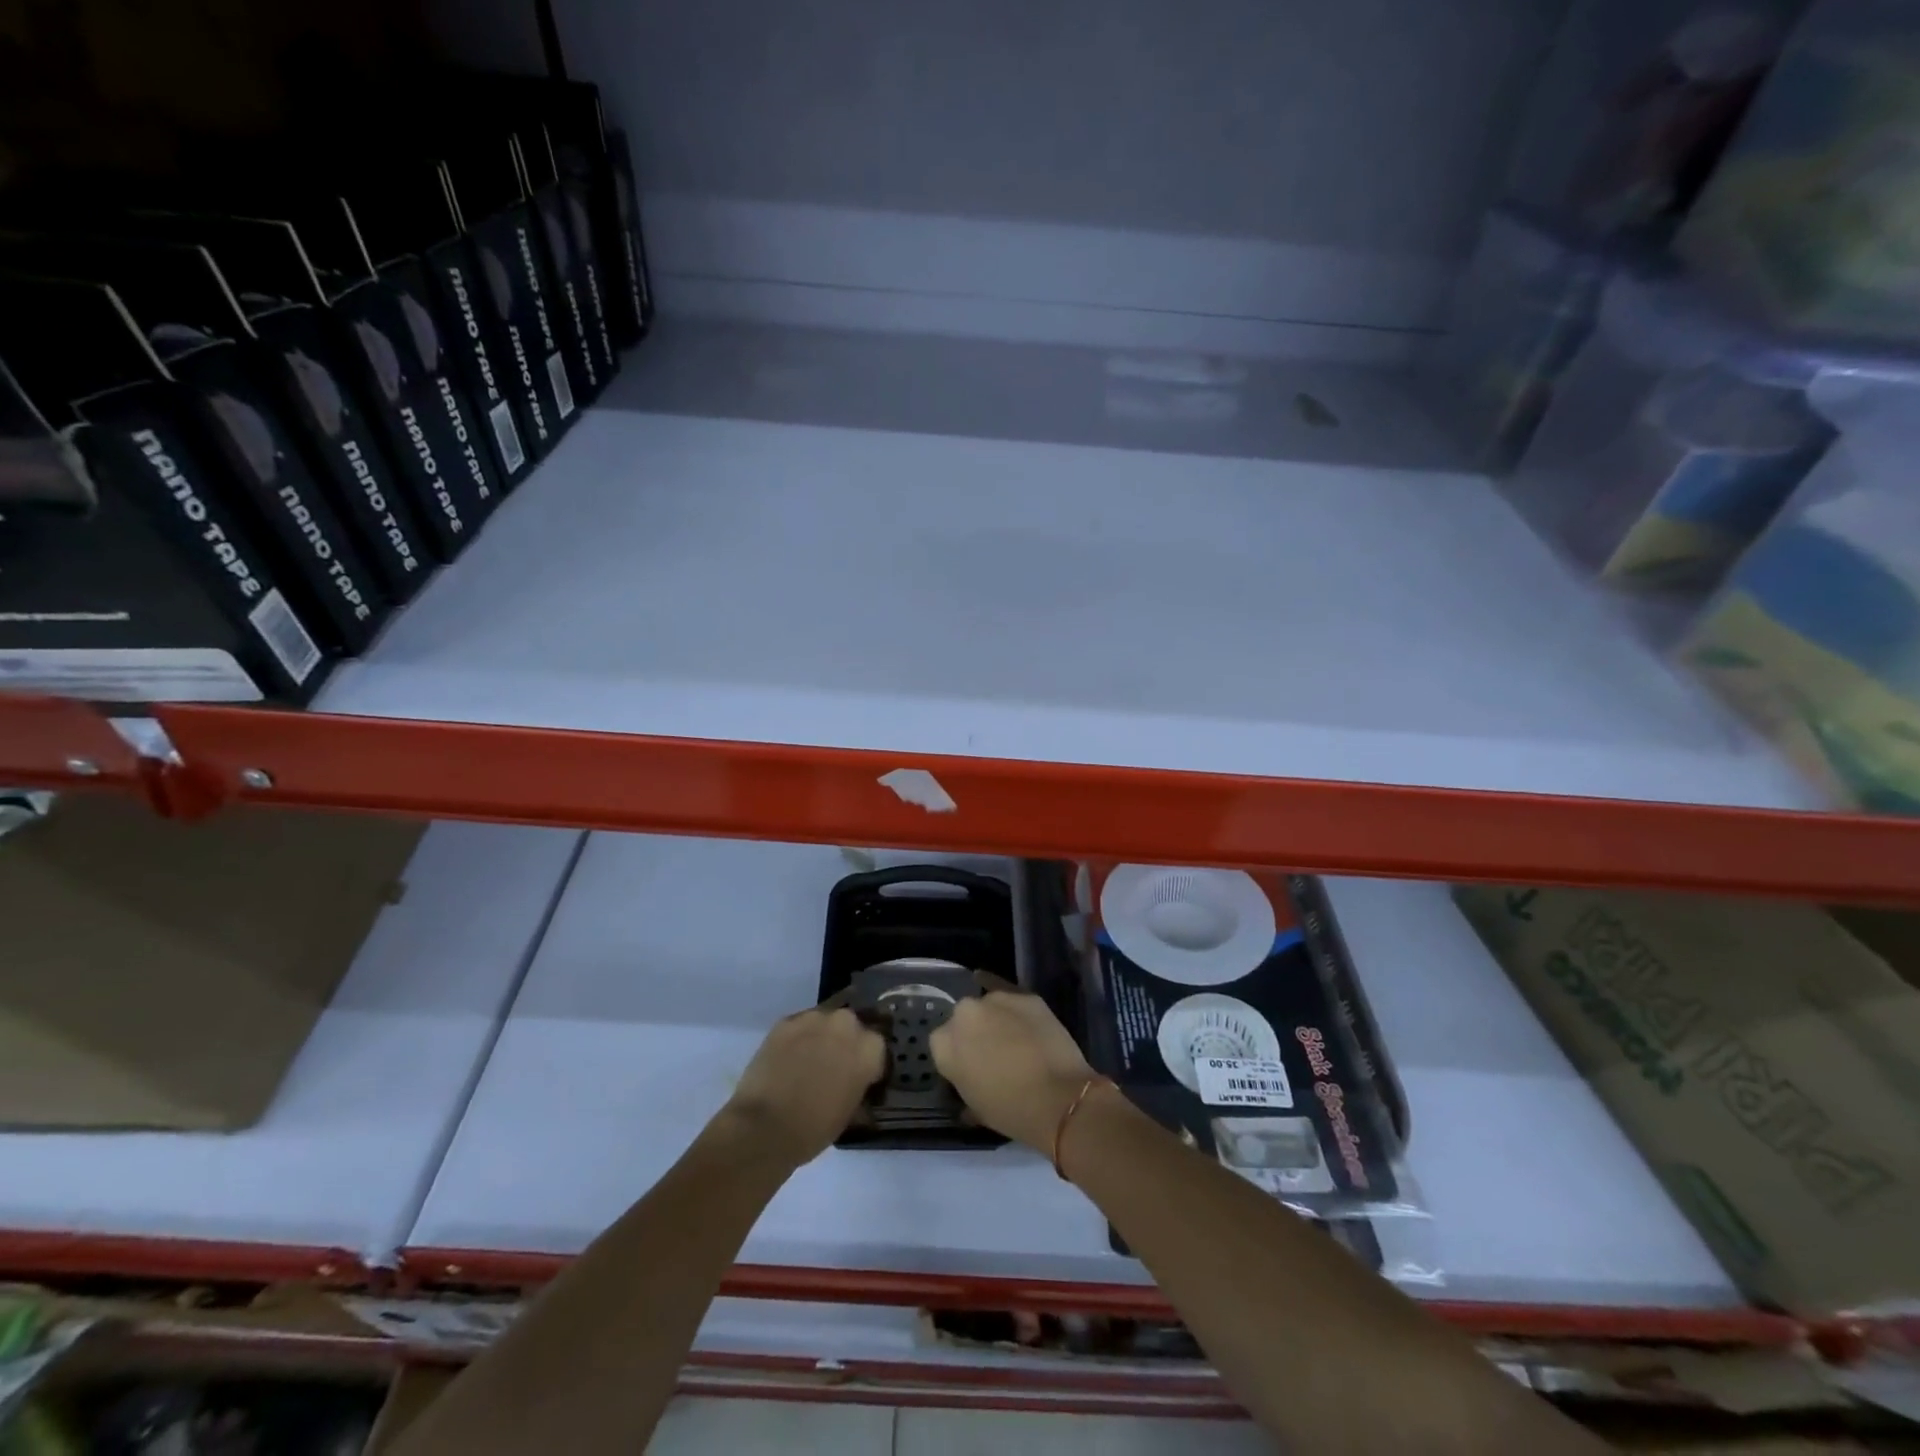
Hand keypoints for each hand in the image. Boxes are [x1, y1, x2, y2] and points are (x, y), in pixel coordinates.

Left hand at [724, 1008, 886, 1165]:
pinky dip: (798, 1038)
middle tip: (835, 1064)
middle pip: (852, 1026)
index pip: (877, 1047)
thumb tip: (859, 1085)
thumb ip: (860, 1087)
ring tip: (809, 1059)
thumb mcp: (850, 1113)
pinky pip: (799, 1026)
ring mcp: (814, 1018)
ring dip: (822, 1036)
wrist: (764, 1127)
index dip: (868, 1062)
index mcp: (869, 1048)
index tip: (861, 1076)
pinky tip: (788, 1058)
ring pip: (825, 1021)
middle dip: (846, 1042)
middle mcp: (846, 1024)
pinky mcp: (786, 1021)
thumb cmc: (814, 1129)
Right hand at [930, 991, 1096, 1151]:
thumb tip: (970, 1079)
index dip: (958, 1055)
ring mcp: (993, 999)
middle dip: (973, 1031)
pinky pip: (1010, 993)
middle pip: (963, 1018)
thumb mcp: (975, 1107)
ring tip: (1013, 1035)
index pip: (942, 1043)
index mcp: (943, 1044)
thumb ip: (964, 1083)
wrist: (1057, 1098)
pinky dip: (1010, 1000)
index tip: (971, 1068)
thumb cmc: (1010, 1111)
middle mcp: (963, 1014)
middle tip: (991, 1051)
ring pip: (987, 1004)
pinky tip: (1012, 1004)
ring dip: (994, 1017)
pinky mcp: (1023, 994)